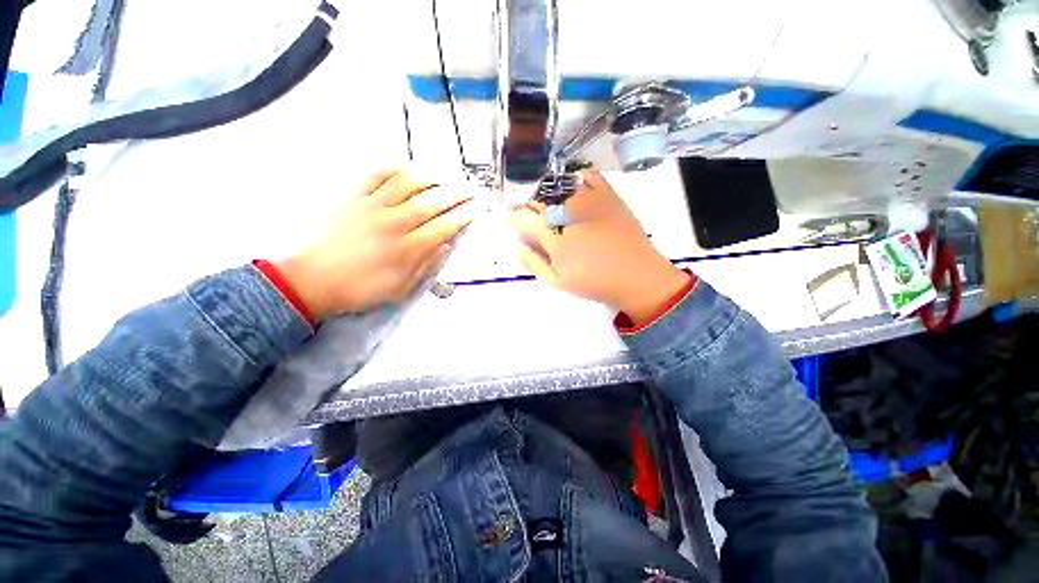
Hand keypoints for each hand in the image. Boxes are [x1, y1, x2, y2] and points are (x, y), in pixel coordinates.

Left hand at [277, 168, 473, 320]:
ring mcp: (371, 207)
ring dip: (429, 177)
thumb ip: (425, 266)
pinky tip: (406, 168)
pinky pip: (374, 176)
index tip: (475, 209)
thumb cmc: (360, 289)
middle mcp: (394, 223)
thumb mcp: (399, 288)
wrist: (311, 281)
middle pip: (431, 202)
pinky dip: (392, 168)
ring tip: (444, 175)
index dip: (462, 216)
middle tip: (469, 189)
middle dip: (455, 194)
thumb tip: (445, 245)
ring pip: (406, 183)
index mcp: (407, 248)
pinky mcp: (352, 199)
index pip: (443, 226)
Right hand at [509, 171, 688, 323]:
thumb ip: (533, 262)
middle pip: (538, 199)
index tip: (511, 220)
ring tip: (551, 206)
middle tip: (532, 217)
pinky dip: (577, 180)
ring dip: (549, 194)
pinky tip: (576, 190)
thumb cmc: (594, 282)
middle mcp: (566, 210)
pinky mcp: (608, 194)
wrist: (637, 275)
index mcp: (552, 233)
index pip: (523, 216)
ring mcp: (588, 199)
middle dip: (529, 207)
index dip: (513, 217)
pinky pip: (588, 176)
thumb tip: (516, 245)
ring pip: (558, 186)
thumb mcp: (557, 281)